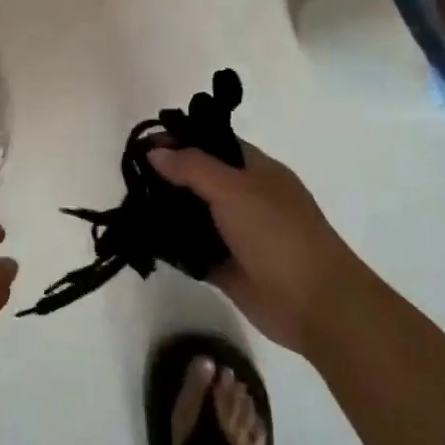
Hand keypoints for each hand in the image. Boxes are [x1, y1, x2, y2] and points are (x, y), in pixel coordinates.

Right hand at [149, 142, 356, 349]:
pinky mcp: (226, 266)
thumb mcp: (235, 189)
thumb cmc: (279, 234)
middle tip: (129, 177)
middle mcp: (245, 197)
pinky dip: (171, 245)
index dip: (180, 139)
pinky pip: (192, 249)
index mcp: (256, 170)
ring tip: (129, 207)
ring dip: (166, 211)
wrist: (316, 305)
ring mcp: (236, 233)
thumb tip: (154, 151)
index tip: (142, 144)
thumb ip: (192, 167)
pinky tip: (144, 240)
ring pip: (193, 214)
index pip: (213, 143)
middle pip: (199, 178)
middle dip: (166, 175)